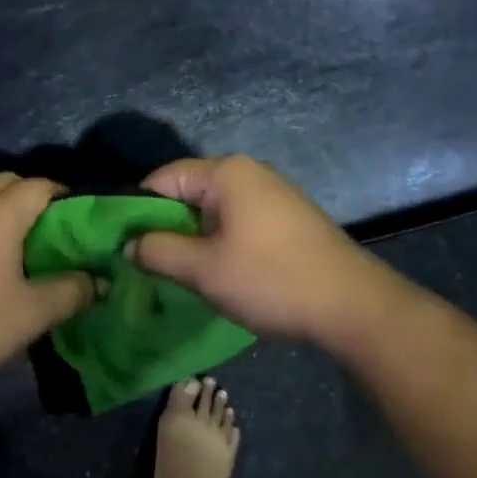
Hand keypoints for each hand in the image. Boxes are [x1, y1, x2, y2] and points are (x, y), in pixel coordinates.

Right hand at [130, 155, 411, 345]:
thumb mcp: (203, 269)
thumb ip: (158, 251)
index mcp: (225, 173)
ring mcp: (271, 193)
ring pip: (212, 209)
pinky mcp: (286, 217)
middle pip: (187, 191)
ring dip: (191, 237)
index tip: (122, 244)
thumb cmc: (271, 280)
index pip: (162, 178)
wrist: (353, 305)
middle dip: (164, 226)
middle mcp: (248, 172)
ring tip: (177, 271)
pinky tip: (216, 271)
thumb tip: (129, 244)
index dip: (136, 210)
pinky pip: (236, 220)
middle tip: (146, 263)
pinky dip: (218, 240)